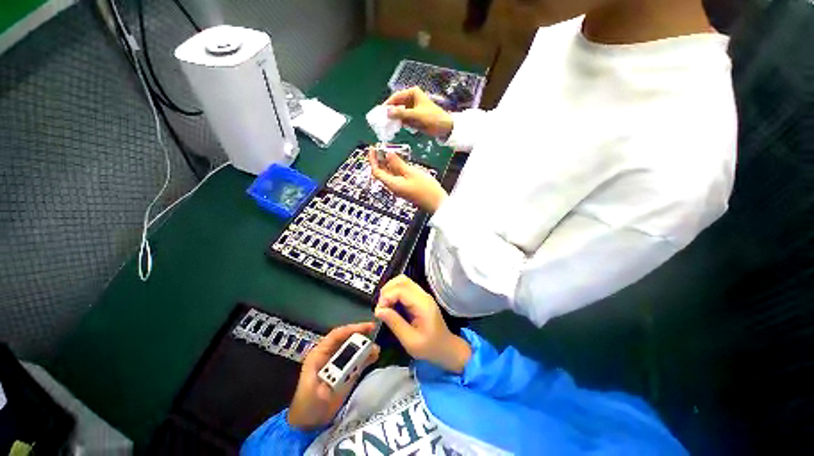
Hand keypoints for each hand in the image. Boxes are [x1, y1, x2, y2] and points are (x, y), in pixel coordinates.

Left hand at [287, 322, 379, 430]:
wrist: (308, 423)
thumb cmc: (307, 405)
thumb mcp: (315, 393)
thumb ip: (330, 380)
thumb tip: (346, 369)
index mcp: (320, 353)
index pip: (337, 335)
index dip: (353, 328)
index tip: (368, 327)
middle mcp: (331, 354)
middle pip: (348, 339)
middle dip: (362, 336)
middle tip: (375, 335)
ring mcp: (340, 363)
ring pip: (355, 348)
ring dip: (366, 347)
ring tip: (376, 350)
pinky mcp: (347, 372)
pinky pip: (359, 360)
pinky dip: (367, 356)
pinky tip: (375, 356)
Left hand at [367, 148, 446, 212]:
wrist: (437, 202)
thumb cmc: (426, 189)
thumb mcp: (411, 172)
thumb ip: (398, 163)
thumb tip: (388, 154)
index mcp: (392, 184)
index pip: (376, 171)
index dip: (372, 159)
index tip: (373, 148)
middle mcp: (393, 187)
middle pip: (382, 173)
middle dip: (380, 159)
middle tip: (382, 147)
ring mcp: (400, 188)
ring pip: (390, 174)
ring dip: (389, 163)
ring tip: (392, 151)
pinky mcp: (406, 188)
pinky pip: (397, 176)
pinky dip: (396, 167)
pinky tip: (401, 160)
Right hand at [374, 275, 470, 373]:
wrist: (446, 348)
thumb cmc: (430, 347)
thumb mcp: (410, 341)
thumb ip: (394, 323)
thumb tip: (378, 310)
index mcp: (422, 304)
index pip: (401, 289)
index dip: (386, 297)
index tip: (379, 312)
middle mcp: (423, 295)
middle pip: (401, 280)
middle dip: (387, 291)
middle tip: (381, 308)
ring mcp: (422, 295)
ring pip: (402, 282)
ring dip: (390, 290)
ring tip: (385, 306)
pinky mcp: (419, 298)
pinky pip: (404, 288)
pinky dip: (394, 293)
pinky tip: (391, 306)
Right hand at [385, 87, 453, 137]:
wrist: (444, 128)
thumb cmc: (432, 118)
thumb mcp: (416, 115)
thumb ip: (401, 114)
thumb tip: (387, 112)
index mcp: (413, 93)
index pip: (396, 96)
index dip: (388, 104)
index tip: (380, 111)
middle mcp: (411, 99)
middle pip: (397, 104)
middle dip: (390, 112)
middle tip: (382, 120)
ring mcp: (412, 108)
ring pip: (399, 113)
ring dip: (394, 119)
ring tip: (387, 125)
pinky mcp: (413, 117)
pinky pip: (403, 119)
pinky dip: (400, 123)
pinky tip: (395, 128)